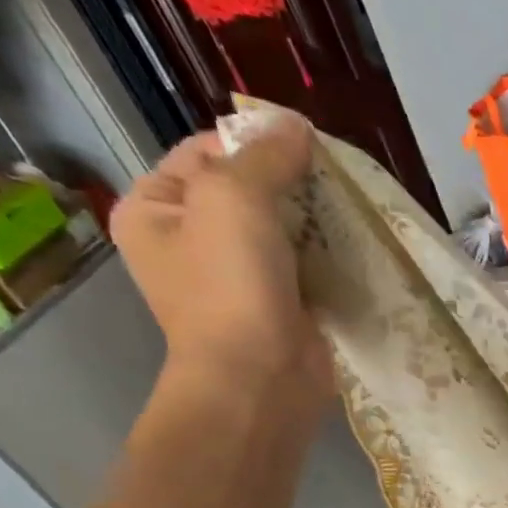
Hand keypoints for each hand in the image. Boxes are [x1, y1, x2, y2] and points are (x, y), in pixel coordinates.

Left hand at [109, 112, 329, 396]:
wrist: (261, 381)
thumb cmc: (231, 287)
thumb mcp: (235, 198)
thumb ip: (265, 156)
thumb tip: (297, 126)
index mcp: (155, 209)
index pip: (206, 152)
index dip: (254, 142)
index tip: (305, 146)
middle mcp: (190, 242)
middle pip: (247, 190)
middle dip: (291, 182)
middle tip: (333, 178)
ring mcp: (237, 279)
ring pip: (281, 230)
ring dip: (314, 219)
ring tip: (349, 208)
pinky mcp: (280, 307)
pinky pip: (304, 267)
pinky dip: (326, 255)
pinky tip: (352, 245)